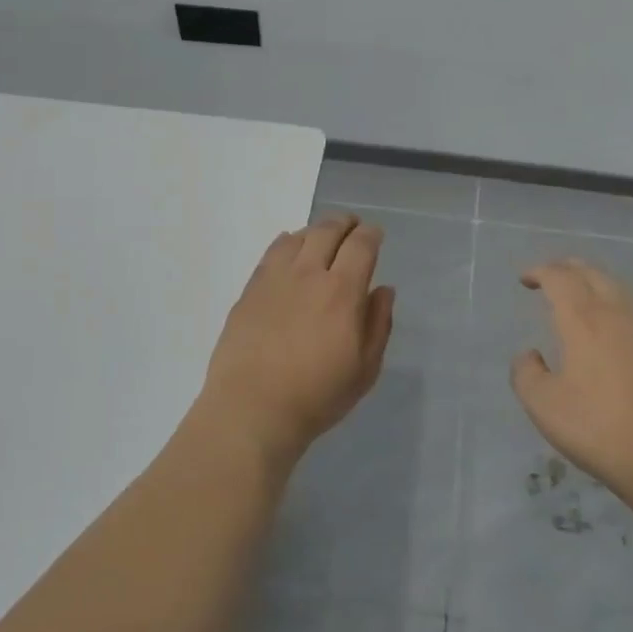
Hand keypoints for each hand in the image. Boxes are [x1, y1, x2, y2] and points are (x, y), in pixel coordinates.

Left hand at [198, 213, 394, 467]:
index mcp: (341, 291)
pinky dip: (287, 243)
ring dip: (315, 230)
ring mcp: (274, 279)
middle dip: (344, 223)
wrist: (252, 408)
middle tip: (352, 225)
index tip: (375, 234)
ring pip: (297, 237)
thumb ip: (378, 324)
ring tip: (322, 237)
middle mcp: (308, 274)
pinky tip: (289, 250)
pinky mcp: (250, 289)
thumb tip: (383, 290)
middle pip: (327, 230)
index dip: (371, 234)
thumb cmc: (317, 396)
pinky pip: (271, 253)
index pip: (360, 245)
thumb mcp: (364, 369)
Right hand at [510, 258, 632, 489]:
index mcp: (583, 318)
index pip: (560, 277)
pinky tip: (614, 326)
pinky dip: (616, 304)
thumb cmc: (602, 426)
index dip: (539, 271)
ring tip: (580, 296)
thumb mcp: (545, 405)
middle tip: (550, 276)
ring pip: (619, 288)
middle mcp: (618, 313)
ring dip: (594, 282)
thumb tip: (529, 355)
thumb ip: (526, 374)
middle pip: (593, 273)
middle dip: (568, 268)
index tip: (525, 279)